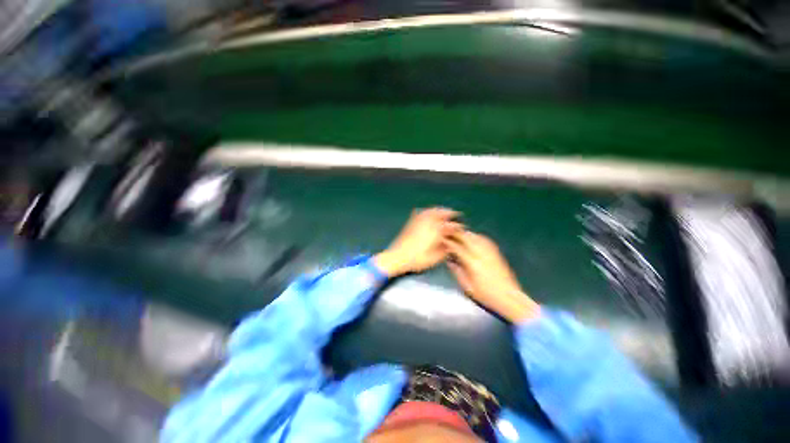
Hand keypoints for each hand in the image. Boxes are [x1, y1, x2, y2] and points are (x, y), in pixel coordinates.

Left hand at [374, 208, 461, 277]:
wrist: (397, 257)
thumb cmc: (417, 260)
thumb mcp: (434, 258)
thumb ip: (445, 250)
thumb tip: (451, 245)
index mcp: (435, 231)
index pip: (450, 226)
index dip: (457, 226)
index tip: (462, 228)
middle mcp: (428, 223)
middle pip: (441, 213)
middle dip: (449, 213)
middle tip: (456, 214)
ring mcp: (418, 221)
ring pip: (431, 211)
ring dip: (440, 210)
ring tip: (445, 211)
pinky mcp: (411, 223)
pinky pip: (421, 213)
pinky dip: (428, 211)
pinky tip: (429, 212)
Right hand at [445, 231, 539, 322]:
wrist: (509, 298)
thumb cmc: (487, 295)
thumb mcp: (467, 287)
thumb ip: (457, 272)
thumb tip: (450, 261)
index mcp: (473, 264)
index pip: (458, 248)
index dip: (449, 242)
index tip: (442, 239)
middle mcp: (482, 255)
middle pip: (467, 238)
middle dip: (457, 234)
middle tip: (449, 233)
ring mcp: (491, 253)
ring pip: (477, 237)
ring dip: (467, 234)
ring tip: (459, 233)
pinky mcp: (497, 254)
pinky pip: (486, 240)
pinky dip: (478, 236)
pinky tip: (474, 237)